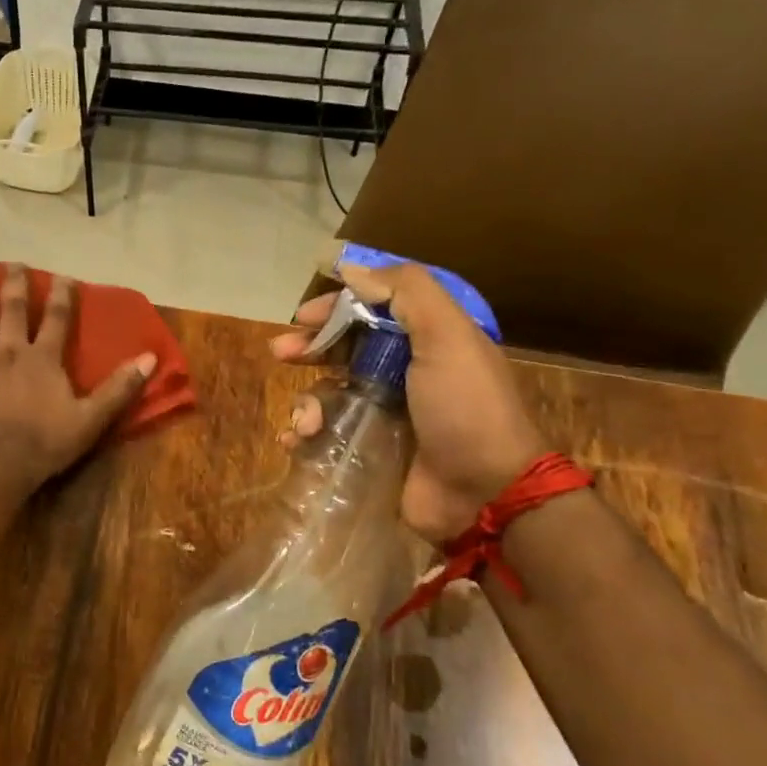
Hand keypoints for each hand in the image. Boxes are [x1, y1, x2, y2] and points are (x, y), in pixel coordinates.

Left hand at [0, 263, 155, 491]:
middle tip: (12, 263)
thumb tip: (150, 358)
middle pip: (11, 308)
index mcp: (44, 358)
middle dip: (13, 283)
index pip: (57, 318)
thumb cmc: (45, 443)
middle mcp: (10, 349)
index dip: (62, 294)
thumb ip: (120, 387)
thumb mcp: (92, 418)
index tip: (63, 275)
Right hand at [270, 264, 545, 539]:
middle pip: (344, 348)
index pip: (371, 310)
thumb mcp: (448, 336)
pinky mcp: (372, 450)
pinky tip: (296, 441)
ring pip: (330, 392)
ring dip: (308, 401)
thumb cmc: (466, 408)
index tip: (303, 316)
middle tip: (280, 352)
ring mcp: (386, 414)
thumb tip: (351, 270)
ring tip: (305, 422)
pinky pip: (328, 433)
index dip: (335, 308)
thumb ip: (406, 293)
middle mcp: (405, 372)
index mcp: (426, 340)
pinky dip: (307, 434)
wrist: (486, 494)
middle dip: (309, 347)